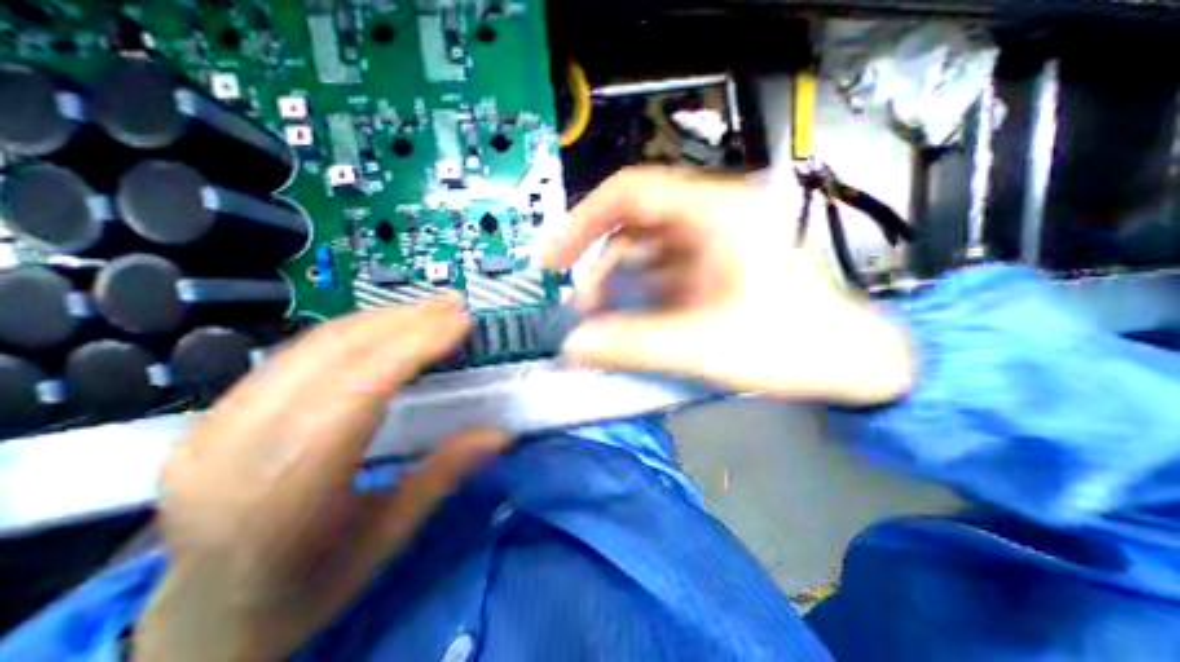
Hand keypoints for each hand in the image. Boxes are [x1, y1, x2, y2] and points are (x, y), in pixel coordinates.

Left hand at [136, 299, 512, 661]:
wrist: (203, 622)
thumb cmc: (308, 586)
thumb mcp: (388, 536)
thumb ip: (444, 474)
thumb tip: (499, 432)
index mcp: (285, 496)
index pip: (359, 393)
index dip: (414, 348)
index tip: (458, 324)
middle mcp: (236, 452)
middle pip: (332, 358)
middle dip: (403, 323)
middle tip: (451, 307)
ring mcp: (215, 428)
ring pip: (311, 347)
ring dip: (380, 320)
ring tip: (427, 311)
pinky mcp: (216, 414)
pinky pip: (295, 354)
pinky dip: (351, 332)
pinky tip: (386, 328)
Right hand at [538, 164, 916, 401]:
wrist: (856, 361)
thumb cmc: (794, 347)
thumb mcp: (706, 347)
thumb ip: (634, 345)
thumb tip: (573, 347)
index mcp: (716, 213)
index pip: (630, 192)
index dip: (582, 221)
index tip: (554, 258)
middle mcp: (711, 216)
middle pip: (633, 224)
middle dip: (600, 263)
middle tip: (582, 305)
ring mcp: (712, 241)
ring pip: (644, 250)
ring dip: (618, 281)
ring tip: (603, 318)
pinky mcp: (713, 265)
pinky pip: (661, 270)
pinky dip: (639, 293)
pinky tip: (632, 319)